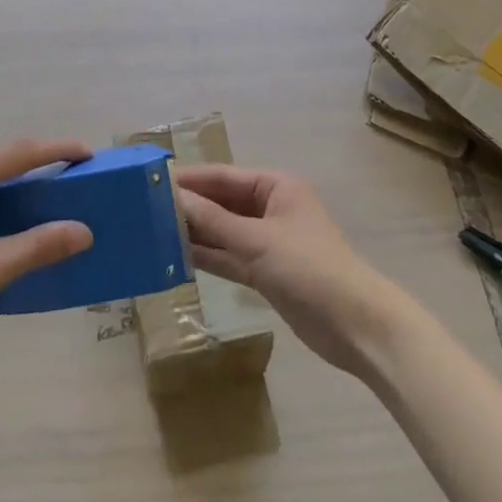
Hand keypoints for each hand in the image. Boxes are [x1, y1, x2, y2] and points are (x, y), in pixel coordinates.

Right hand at [175, 164, 415, 378]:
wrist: (355, 325)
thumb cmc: (309, 268)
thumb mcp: (257, 241)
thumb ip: (214, 222)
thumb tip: (174, 198)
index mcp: (276, 186)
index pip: (223, 176)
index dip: (190, 179)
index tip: (153, 181)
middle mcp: (271, 208)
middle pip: (223, 202)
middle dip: (190, 206)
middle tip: (146, 208)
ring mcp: (269, 241)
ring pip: (224, 231)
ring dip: (196, 233)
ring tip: (154, 232)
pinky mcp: (267, 272)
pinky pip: (230, 257)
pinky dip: (208, 257)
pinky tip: (178, 257)